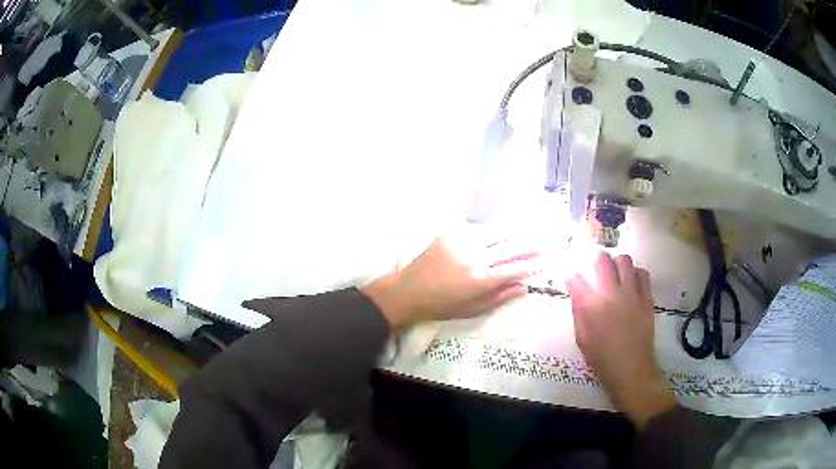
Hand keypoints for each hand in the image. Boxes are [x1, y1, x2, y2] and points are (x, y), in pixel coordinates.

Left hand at [362, 235, 538, 329]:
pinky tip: (496, 233)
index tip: (544, 261)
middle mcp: (475, 257)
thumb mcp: (473, 309)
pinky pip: (476, 229)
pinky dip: (489, 232)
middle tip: (541, 244)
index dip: (532, 265)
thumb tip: (524, 288)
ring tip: (524, 234)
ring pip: (495, 232)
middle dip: (528, 246)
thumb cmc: (442, 306)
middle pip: (509, 247)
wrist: (409, 291)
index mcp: (481, 280)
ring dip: (512, 234)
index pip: (515, 269)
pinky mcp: (450, 233)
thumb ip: (500, 297)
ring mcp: (462, 242)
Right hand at [565, 252, 675, 427]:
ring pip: (624, 260)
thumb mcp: (581, 338)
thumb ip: (579, 312)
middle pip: (601, 258)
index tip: (569, 272)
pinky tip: (632, 282)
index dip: (569, 272)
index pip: (574, 277)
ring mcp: (631, 293)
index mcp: (590, 305)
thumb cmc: (601, 358)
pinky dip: (635, 273)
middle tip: (593, 265)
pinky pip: (642, 273)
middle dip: (594, 257)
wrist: (631, 368)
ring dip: (616, 263)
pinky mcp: (646, 297)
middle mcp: (610, 292)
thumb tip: (578, 294)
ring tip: (615, 273)